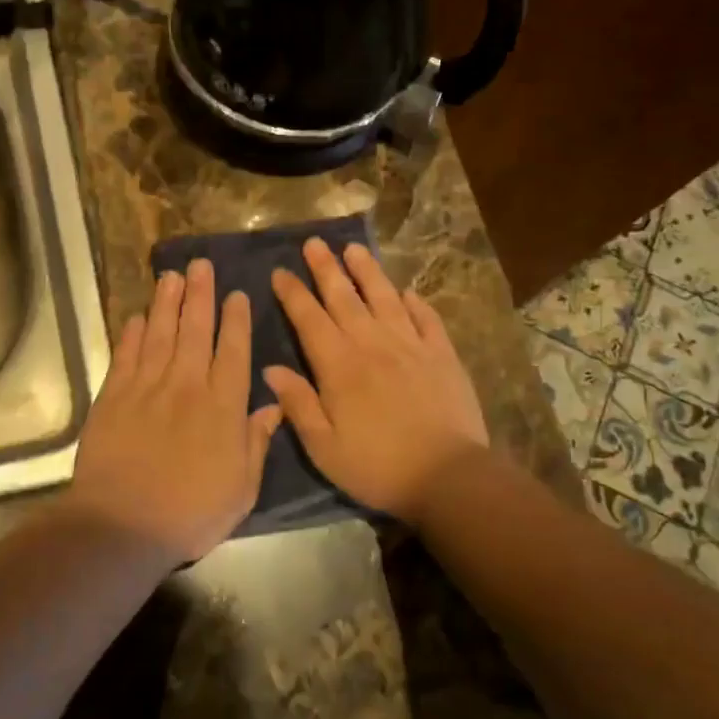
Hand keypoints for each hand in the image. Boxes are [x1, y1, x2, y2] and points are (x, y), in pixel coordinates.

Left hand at [68, 258, 282, 563]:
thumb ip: (256, 442)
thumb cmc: (191, 512)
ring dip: (166, 303)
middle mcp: (186, 386)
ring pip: (159, 334)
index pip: (232, 351)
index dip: (235, 320)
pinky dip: (131, 334)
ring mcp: (146, 388)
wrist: (123, 524)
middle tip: (201, 265)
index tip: (237, 294)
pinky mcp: (112, 397)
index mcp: (222, 406)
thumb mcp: (241, 488)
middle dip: (200, 295)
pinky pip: (125, 356)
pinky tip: (136, 317)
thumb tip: (273, 405)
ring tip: (171, 276)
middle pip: (194, 330)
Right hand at [265, 240, 489, 527]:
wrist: (447, 476)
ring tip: (354, 249)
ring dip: (367, 272)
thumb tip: (271, 369)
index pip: (309, 319)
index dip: (293, 294)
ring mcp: (411, 346)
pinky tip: (408, 292)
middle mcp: (372, 344)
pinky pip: (426, 319)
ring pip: (384, 298)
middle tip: (314, 243)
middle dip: (326, 269)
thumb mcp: (324, 447)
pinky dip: (415, 303)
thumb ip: (298, 404)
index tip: (280, 272)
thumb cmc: (377, 466)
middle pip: (344, 298)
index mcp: (339, 366)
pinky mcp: (442, 355)